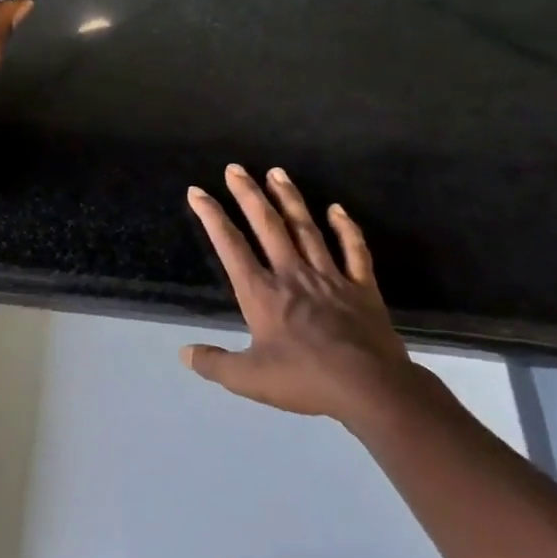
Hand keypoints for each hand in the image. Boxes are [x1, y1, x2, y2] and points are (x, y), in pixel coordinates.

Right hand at [182, 165, 417, 423]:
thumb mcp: (249, 379)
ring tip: (277, 172)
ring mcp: (330, 278)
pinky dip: (345, 228)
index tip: (197, 191)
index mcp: (262, 293)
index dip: (211, 216)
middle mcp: (292, 275)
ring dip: (290, 199)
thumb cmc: (306, 381)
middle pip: (267, 225)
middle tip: (235, 168)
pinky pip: (354, 251)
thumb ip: (215, 364)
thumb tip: (184, 353)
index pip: (230, 246)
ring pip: (306, 229)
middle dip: (248, 194)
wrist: (372, 390)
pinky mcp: (362, 288)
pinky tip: (337, 209)